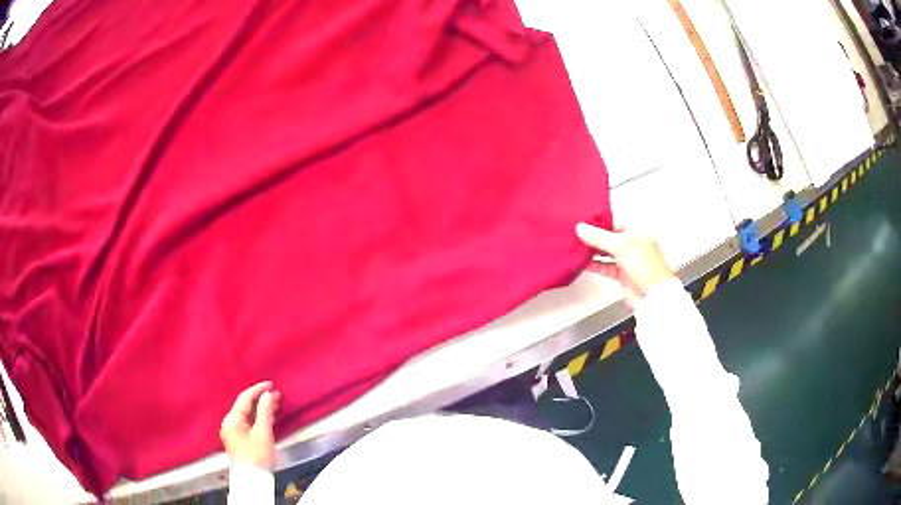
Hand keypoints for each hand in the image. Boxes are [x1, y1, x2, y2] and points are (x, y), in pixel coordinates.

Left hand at [220, 381, 280, 468]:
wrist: (252, 480)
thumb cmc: (258, 456)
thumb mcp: (263, 433)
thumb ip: (265, 412)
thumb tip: (268, 394)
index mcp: (232, 419)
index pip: (244, 398)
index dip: (258, 390)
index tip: (271, 385)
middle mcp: (228, 423)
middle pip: (244, 406)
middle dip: (259, 399)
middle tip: (275, 395)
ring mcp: (231, 432)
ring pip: (245, 415)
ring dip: (259, 409)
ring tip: (273, 405)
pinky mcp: (236, 440)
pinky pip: (245, 423)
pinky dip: (255, 418)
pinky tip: (265, 419)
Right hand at [576, 223, 674, 306]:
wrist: (652, 296)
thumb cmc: (645, 266)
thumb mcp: (621, 246)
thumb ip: (599, 237)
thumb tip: (581, 228)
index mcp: (636, 231)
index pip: (614, 221)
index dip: (598, 221)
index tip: (581, 221)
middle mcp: (632, 243)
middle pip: (608, 236)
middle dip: (593, 237)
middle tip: (575, 234)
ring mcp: (627, 259)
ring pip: (606, 252)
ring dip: (592, 251)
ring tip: (575, 247)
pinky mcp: (622, 273)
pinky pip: (605, 266)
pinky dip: (594, 265)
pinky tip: (582, 263)